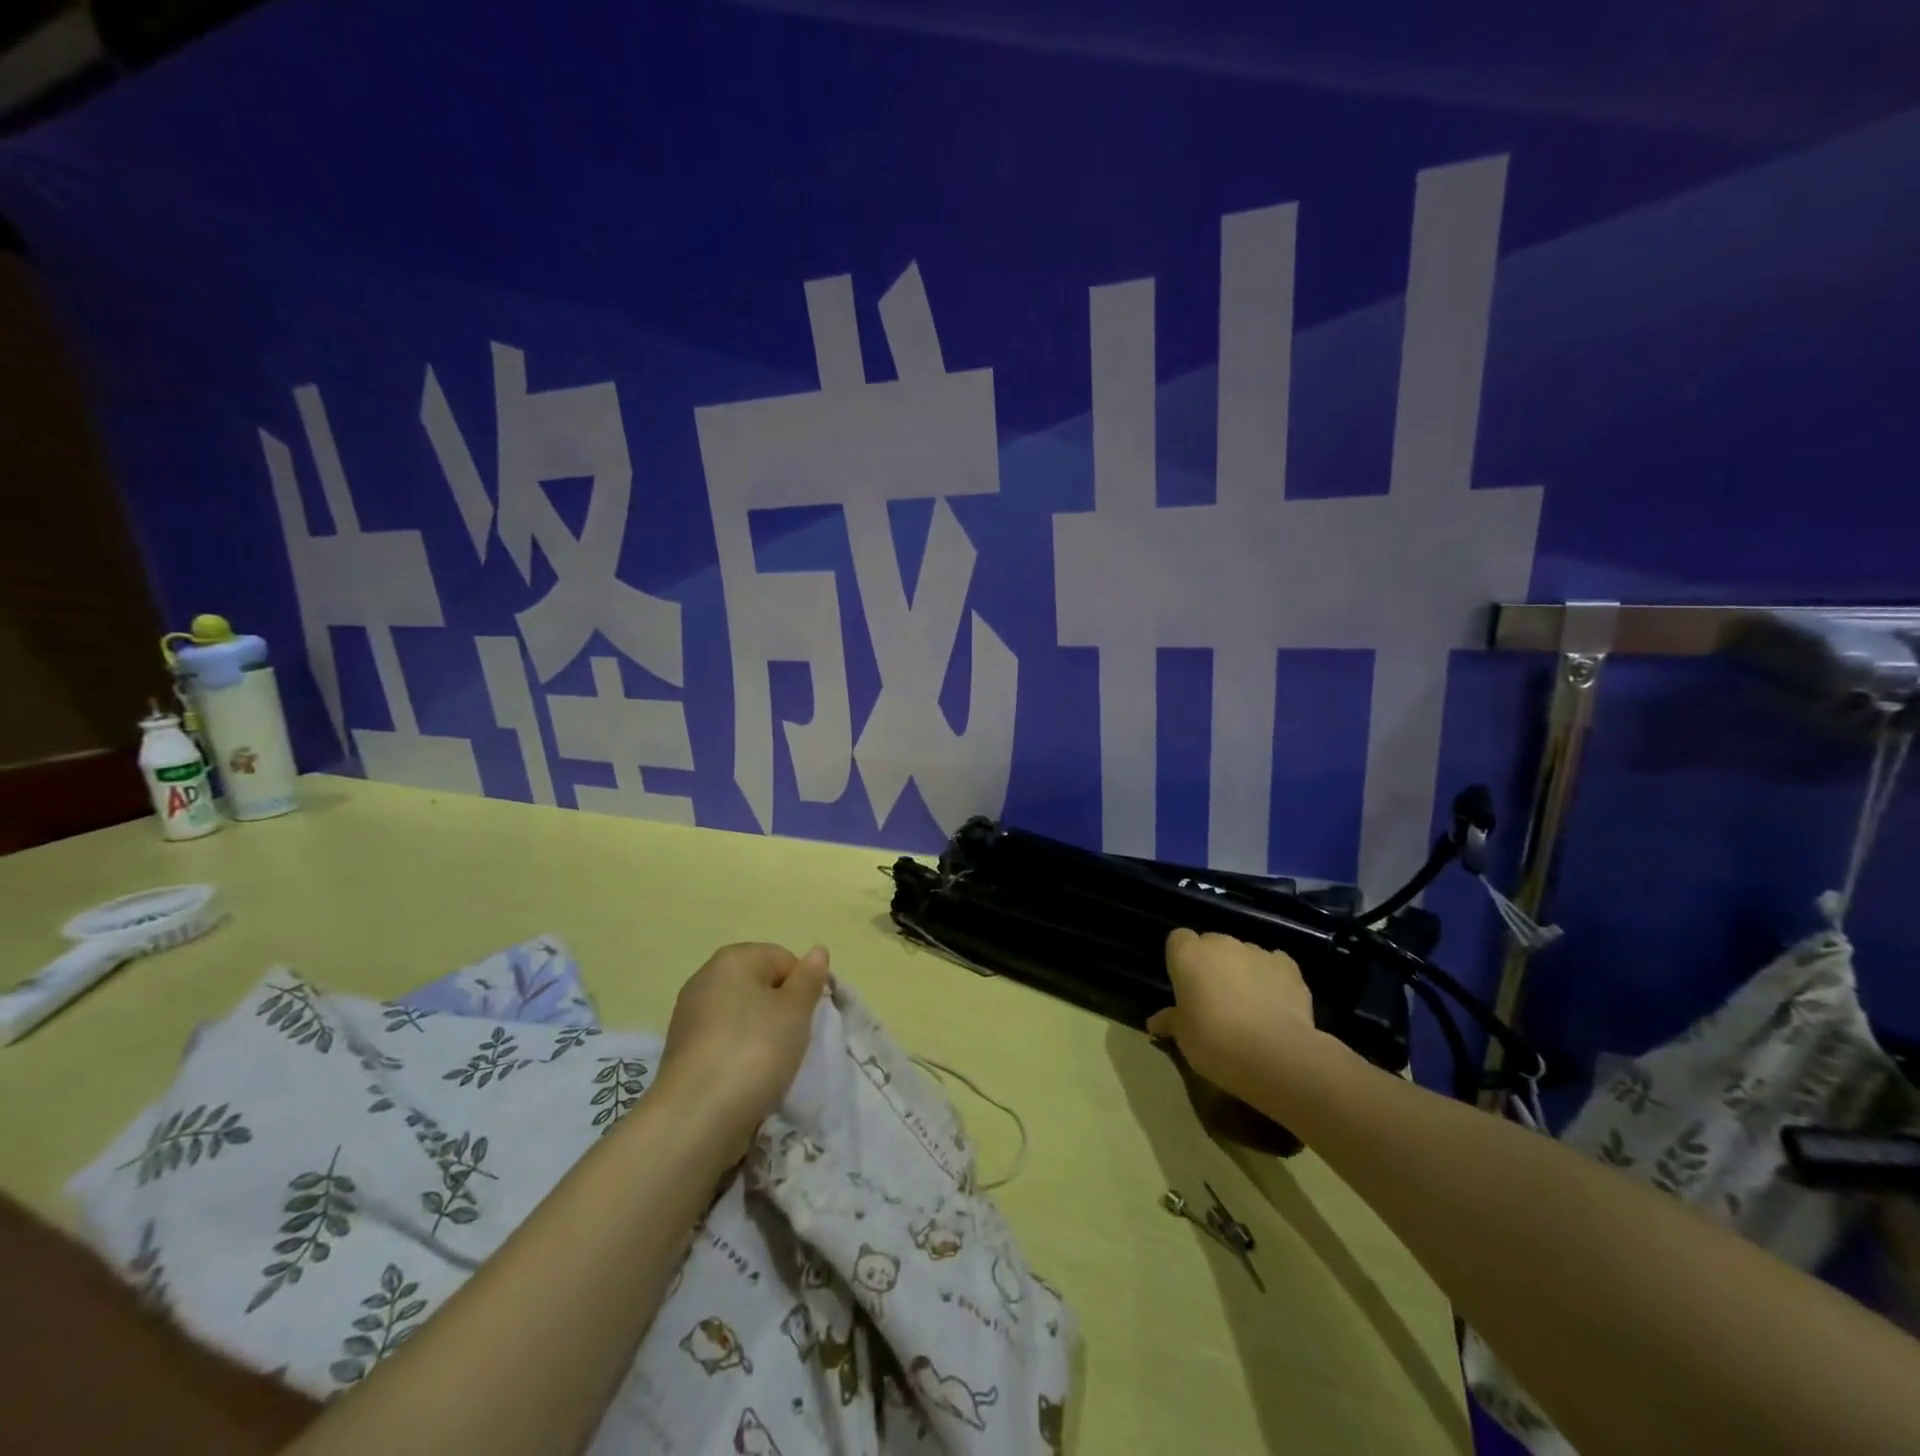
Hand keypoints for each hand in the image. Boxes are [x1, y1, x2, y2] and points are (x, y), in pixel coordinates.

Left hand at [654, 942, 830, 1153]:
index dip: (802, 988)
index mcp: (733, 958)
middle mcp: (705, 977)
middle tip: (791, 1041)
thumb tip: (817, 951)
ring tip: (769, 1065)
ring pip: (741, 1015)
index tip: (806, 1019)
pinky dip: (737, 1054)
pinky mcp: (681, 1050)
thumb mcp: (796, 1011)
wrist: (697, 1116)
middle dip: (780, 1010)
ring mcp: (688, 1014)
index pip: (783, 959)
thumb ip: (809, 979)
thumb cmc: (755, 1050)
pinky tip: (744, 1078)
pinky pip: (722, 1041)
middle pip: (759, 985)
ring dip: (760, 1034)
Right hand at [1146, 929, 1319, 1104]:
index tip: (1186, 986)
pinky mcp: (1288, 967)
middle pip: (1212, 944)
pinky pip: (1274, 965)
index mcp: (1188, 955)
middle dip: (1213, 965)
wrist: (1274, 1054)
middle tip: (1215, 999)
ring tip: (1249, 1006)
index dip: (1182, 960)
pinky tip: (1275, 1003)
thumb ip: (1171, 1021)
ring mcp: (1257, 952)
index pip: (1178, 940)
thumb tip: (1156, 1022)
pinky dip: (1272, 978)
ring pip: (1244, 954)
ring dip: (1242, 971)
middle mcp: (1221, 944)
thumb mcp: (1184, 1037)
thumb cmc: (1214, 1042)